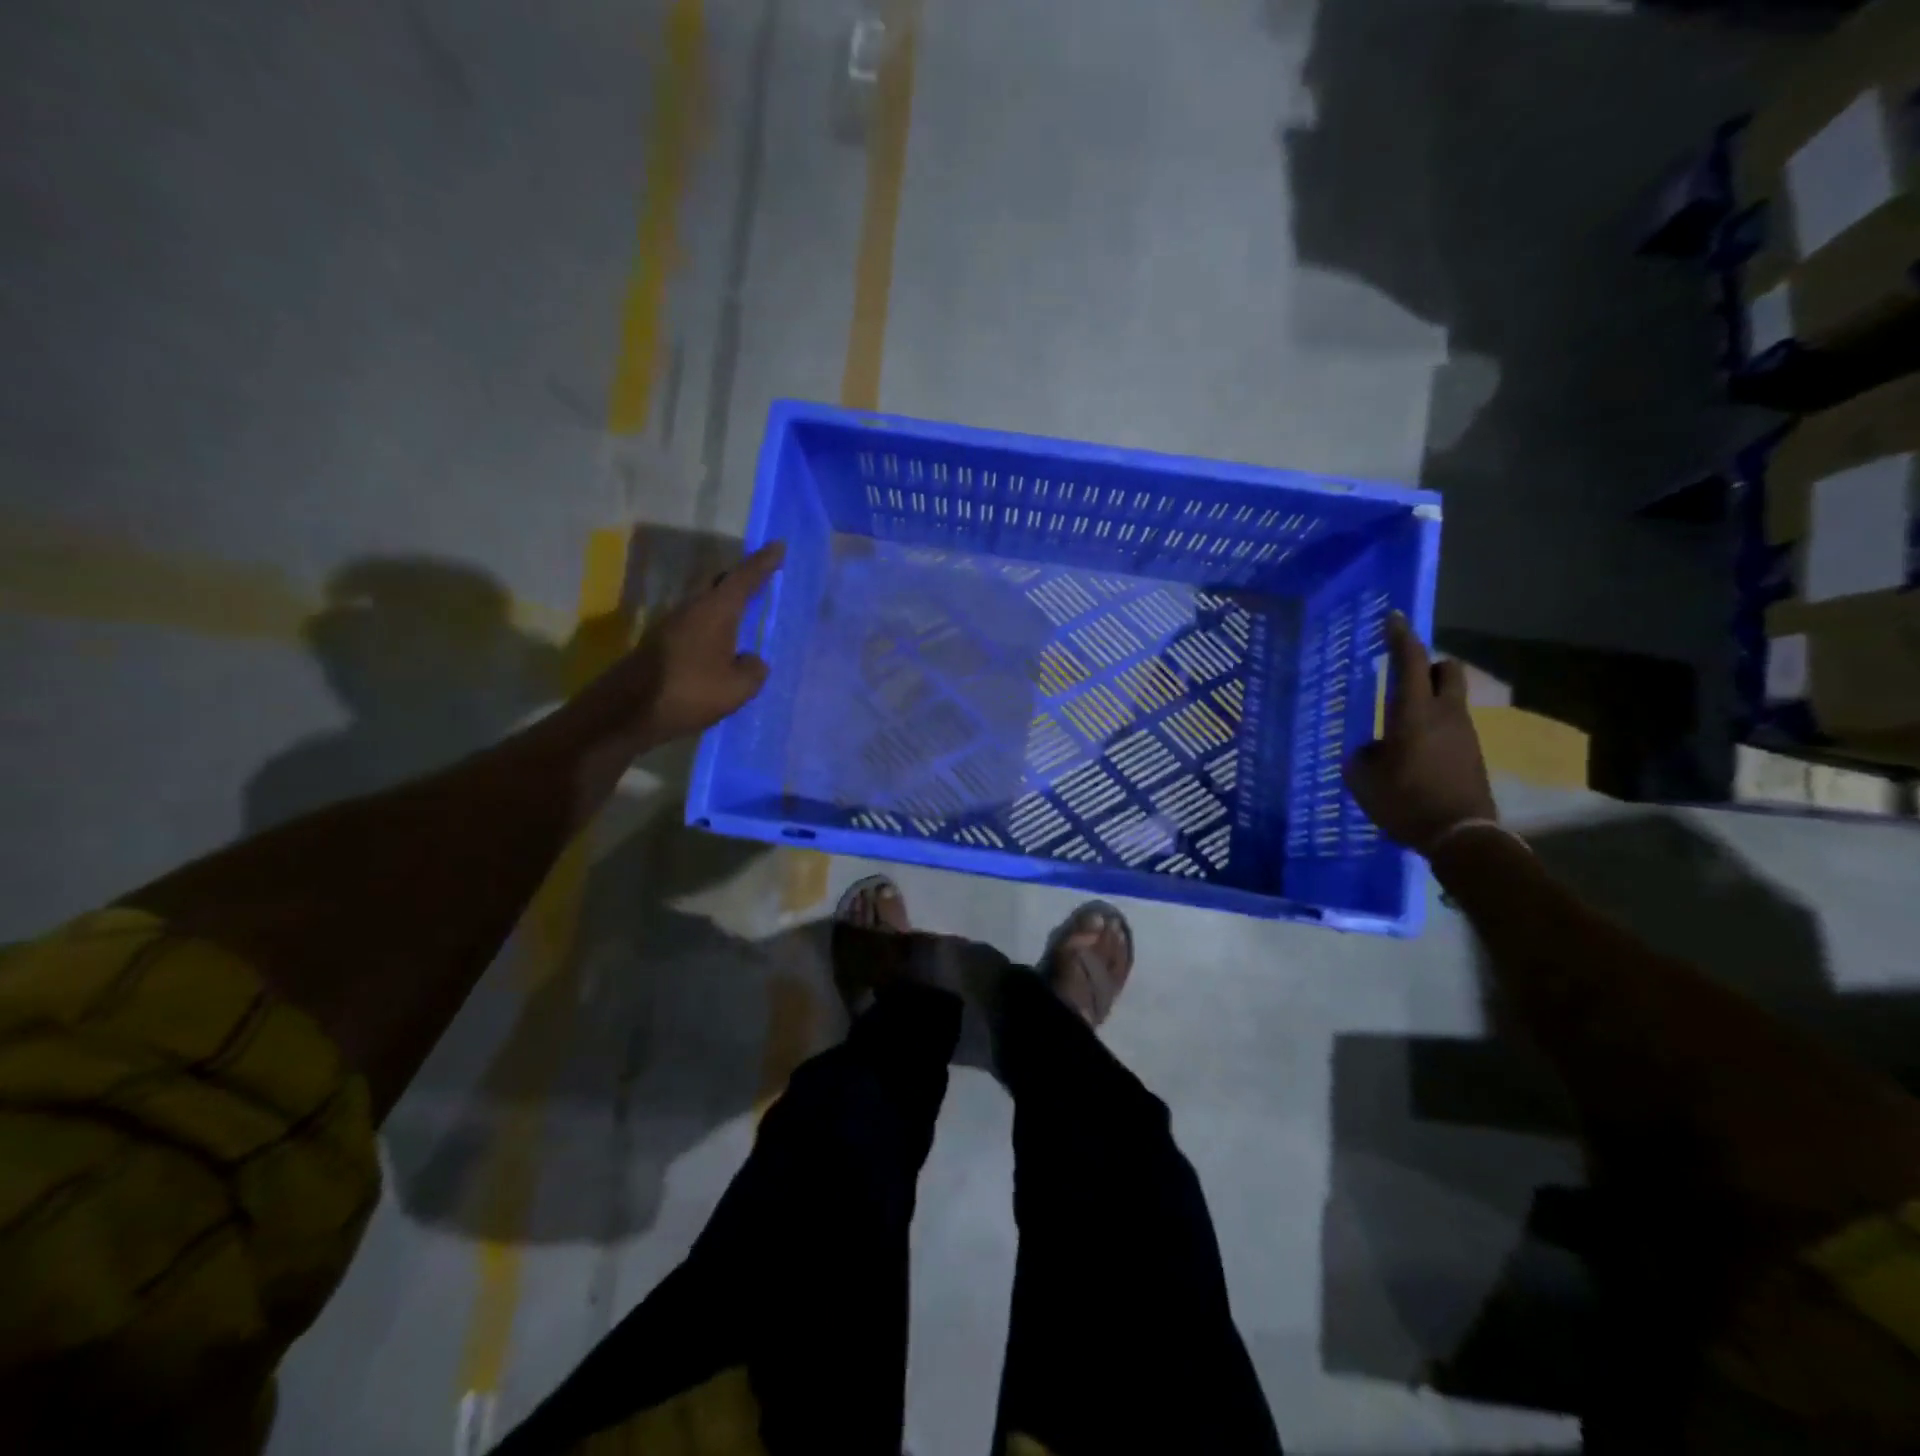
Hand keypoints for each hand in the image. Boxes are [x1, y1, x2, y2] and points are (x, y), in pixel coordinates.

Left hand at [623, 540, 785, 744]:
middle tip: (761, 577)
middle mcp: (692, 610)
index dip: (763, 563)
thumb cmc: (688, 693)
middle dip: (741, 579)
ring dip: (725, 607)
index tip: (778, 545)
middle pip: (719, 585)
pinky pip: (695, 626)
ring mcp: (672, 626)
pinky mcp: (661, 645)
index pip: (744, 579)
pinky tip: (720, 647)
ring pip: (705, 606)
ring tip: (745, 614)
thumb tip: (752, 661)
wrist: (626, 711)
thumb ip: (753, 670)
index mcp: (715, 611)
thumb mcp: (736, 688)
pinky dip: (712, 628)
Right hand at [1342, 611, 1496, 851]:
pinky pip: (1451, 726)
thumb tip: (1372, 749)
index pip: (1409, 662)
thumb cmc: (1405, 801)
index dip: (1400, 637)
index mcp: (1414, 714)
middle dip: (1428, 664)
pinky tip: (1415, 752)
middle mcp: (1444, 715)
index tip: (1393, 617)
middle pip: (1447, 670)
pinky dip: (1434, 727)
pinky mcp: (1472, 754)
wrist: (1460, 835)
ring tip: (1401, 723)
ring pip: (1450, 699)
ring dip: (1429, 699)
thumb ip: (1363, 755)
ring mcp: (1464, 734)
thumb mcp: (1363, 779)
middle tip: (1404, 675)